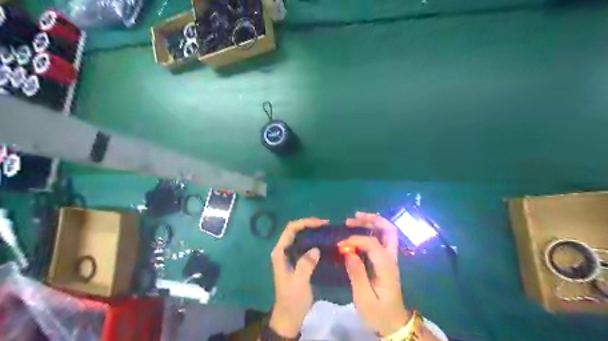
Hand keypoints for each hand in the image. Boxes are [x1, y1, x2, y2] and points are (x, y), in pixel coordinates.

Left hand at [269, 218, 327, 336]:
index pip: (290, 229)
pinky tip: (323, 243)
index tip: (321, 223)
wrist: (289, 316)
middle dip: (309, 225)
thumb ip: (305, 264)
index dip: (305, 223)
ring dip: (311, 232)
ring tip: (326, 231)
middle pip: (295, 231)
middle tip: (326, 225)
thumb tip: (315, 249)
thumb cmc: (292, 299)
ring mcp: (289, 256)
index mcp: (280, 252)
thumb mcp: (299, 282)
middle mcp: (283, 251)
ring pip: (300, 237)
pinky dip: (313, 241)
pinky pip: (304, 245)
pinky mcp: (296, 261)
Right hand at [341, 212, 407, 335]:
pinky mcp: (386, 261)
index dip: (356, 239)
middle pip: (389, 230)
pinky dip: (371, 231)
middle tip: (354, 217)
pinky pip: (382, 239)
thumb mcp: (364, 298)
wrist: (393, 323)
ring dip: (372, 223)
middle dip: (373, 219)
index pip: (373, 244)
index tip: (341, 243)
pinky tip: (358, 232)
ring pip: (387, 232)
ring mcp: (390, 259)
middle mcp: (391, 259)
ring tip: (353, 220)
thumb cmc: (378, 313)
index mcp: (386, 267)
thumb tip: (348, 252)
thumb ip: (357, 274)